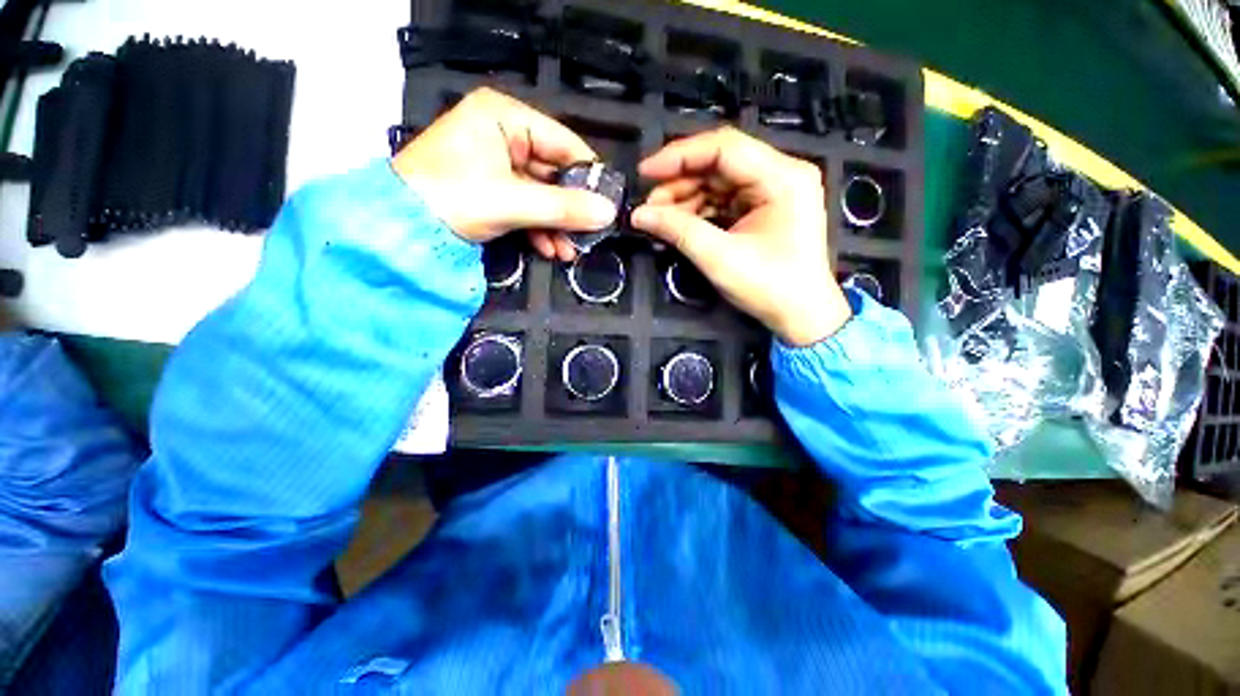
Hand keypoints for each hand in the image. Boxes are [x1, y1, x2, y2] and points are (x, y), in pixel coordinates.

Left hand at [392, 88, 615, 260]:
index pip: (563, 143)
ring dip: (557, 226)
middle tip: (589, 235)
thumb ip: (564, 208)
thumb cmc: (451, 198)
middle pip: (553, 174)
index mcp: (504, 117)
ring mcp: (497, 164)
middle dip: (570, 210)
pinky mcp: (493, 190)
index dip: (587, 176)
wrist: (399, 229)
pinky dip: (540, 229)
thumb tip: (608, 213)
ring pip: (542, 195)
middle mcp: (502, 135)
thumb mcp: (512, 202)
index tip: (607, 205)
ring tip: (570, 251)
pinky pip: (527, 207)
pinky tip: (551, 249)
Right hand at [630, 127, 850, 345]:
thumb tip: (639, 215)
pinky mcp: (763, 211)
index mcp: (781, 177)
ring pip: (719, 183)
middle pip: (720, 164)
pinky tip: (678, 224)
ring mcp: (772, 193)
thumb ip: (678, 231)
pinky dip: (699, 212)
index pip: (724, 148)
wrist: (801, 316)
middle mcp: (780, 175)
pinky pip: (724, 201)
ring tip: (659, 218)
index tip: (646, 172)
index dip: (680, 156)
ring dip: (686, 199)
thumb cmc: (770, 287)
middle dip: (680, 182)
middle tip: (649, 205)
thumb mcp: (720, 258)